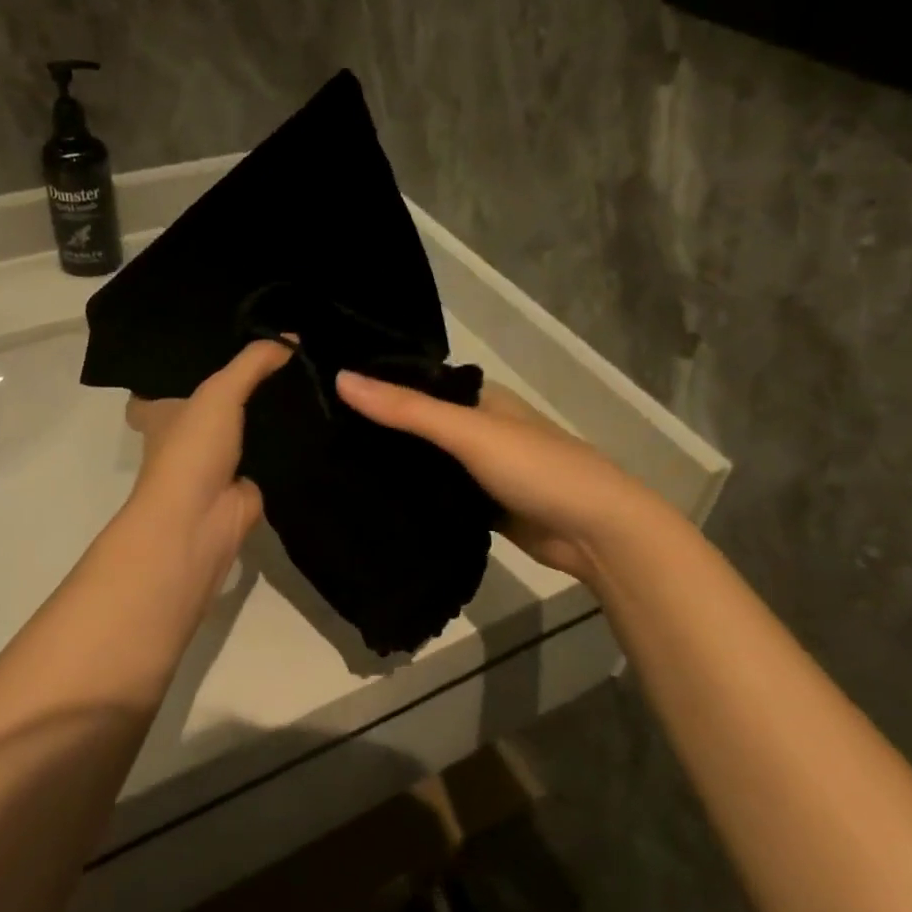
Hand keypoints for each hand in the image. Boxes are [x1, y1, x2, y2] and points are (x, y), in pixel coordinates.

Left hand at [123, 340, 294, 597]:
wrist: (202, 519)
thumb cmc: (193, 448)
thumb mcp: (219, 390)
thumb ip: (253, 362)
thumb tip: (293, 338)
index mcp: (164, 410)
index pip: (176, 375)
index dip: (198, 357)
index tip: (233, 334)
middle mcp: (189, 432)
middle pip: (221, 398)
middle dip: (247, 380)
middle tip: (286, 349)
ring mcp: (219, 458)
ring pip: (249, 424)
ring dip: (272, 409)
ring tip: (308, 374)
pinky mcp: (249, 480)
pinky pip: (273, 451)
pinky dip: (291, 440)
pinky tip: (318, 414)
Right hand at [336, 372, 651, 584]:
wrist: (597, 533)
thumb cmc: (537, 468)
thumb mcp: (469, 433)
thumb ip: (407, 410)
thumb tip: (341, 378)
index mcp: (477, 397)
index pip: (413, 383)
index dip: (372, 386)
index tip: (318, 395)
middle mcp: (476, 427)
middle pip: (415, 425)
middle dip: (375, 431)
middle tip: (314, 437)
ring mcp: (478, 469)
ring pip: (423, 463)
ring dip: (390, 467)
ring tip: (328, 468)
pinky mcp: (479, 506)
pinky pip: (436, 496)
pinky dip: (410, 497)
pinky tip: (370, 502)